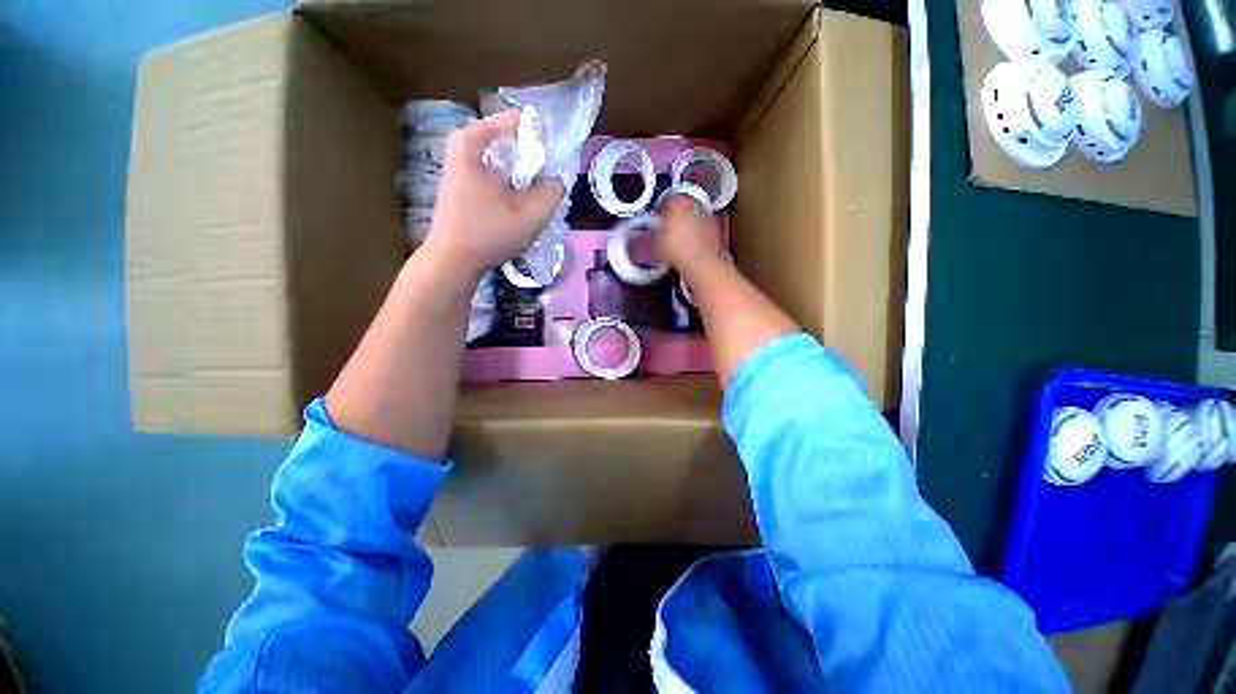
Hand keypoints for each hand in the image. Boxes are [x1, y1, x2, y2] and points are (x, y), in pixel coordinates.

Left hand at [421, 110, 565, 275]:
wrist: (452, 260)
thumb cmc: (489, 233)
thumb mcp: (532, 213)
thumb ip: (554, 189)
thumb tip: (556, 179)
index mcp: (475, 139)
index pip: (523, 122)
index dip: (545, 144)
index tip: (553, 171)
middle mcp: (465, 143)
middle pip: (514, 142)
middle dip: (535, 165)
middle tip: (544, 192)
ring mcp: (461, 163)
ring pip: (507, 161)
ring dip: (525, 179)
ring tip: (530, 204)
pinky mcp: (463, 182)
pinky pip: (497, 174)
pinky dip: (511, 187)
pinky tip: (515, 210)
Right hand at [655, 195, 721, 276]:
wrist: (701, 263)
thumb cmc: (677, 250)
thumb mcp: (655, 243)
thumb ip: (650, 235)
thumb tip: (643, 236)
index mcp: (676, 202)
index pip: (665, 199)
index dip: (658, 210)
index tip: (654, 219)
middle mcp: (692, 203)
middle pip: (680, 205)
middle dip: (673, 215)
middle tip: (664, 228)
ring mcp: (705, 215)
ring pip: (691, 215)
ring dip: (685, 223)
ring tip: (676, 238)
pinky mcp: (714, 228)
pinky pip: (700, 227)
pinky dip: (695, 232)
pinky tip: (688, 245)